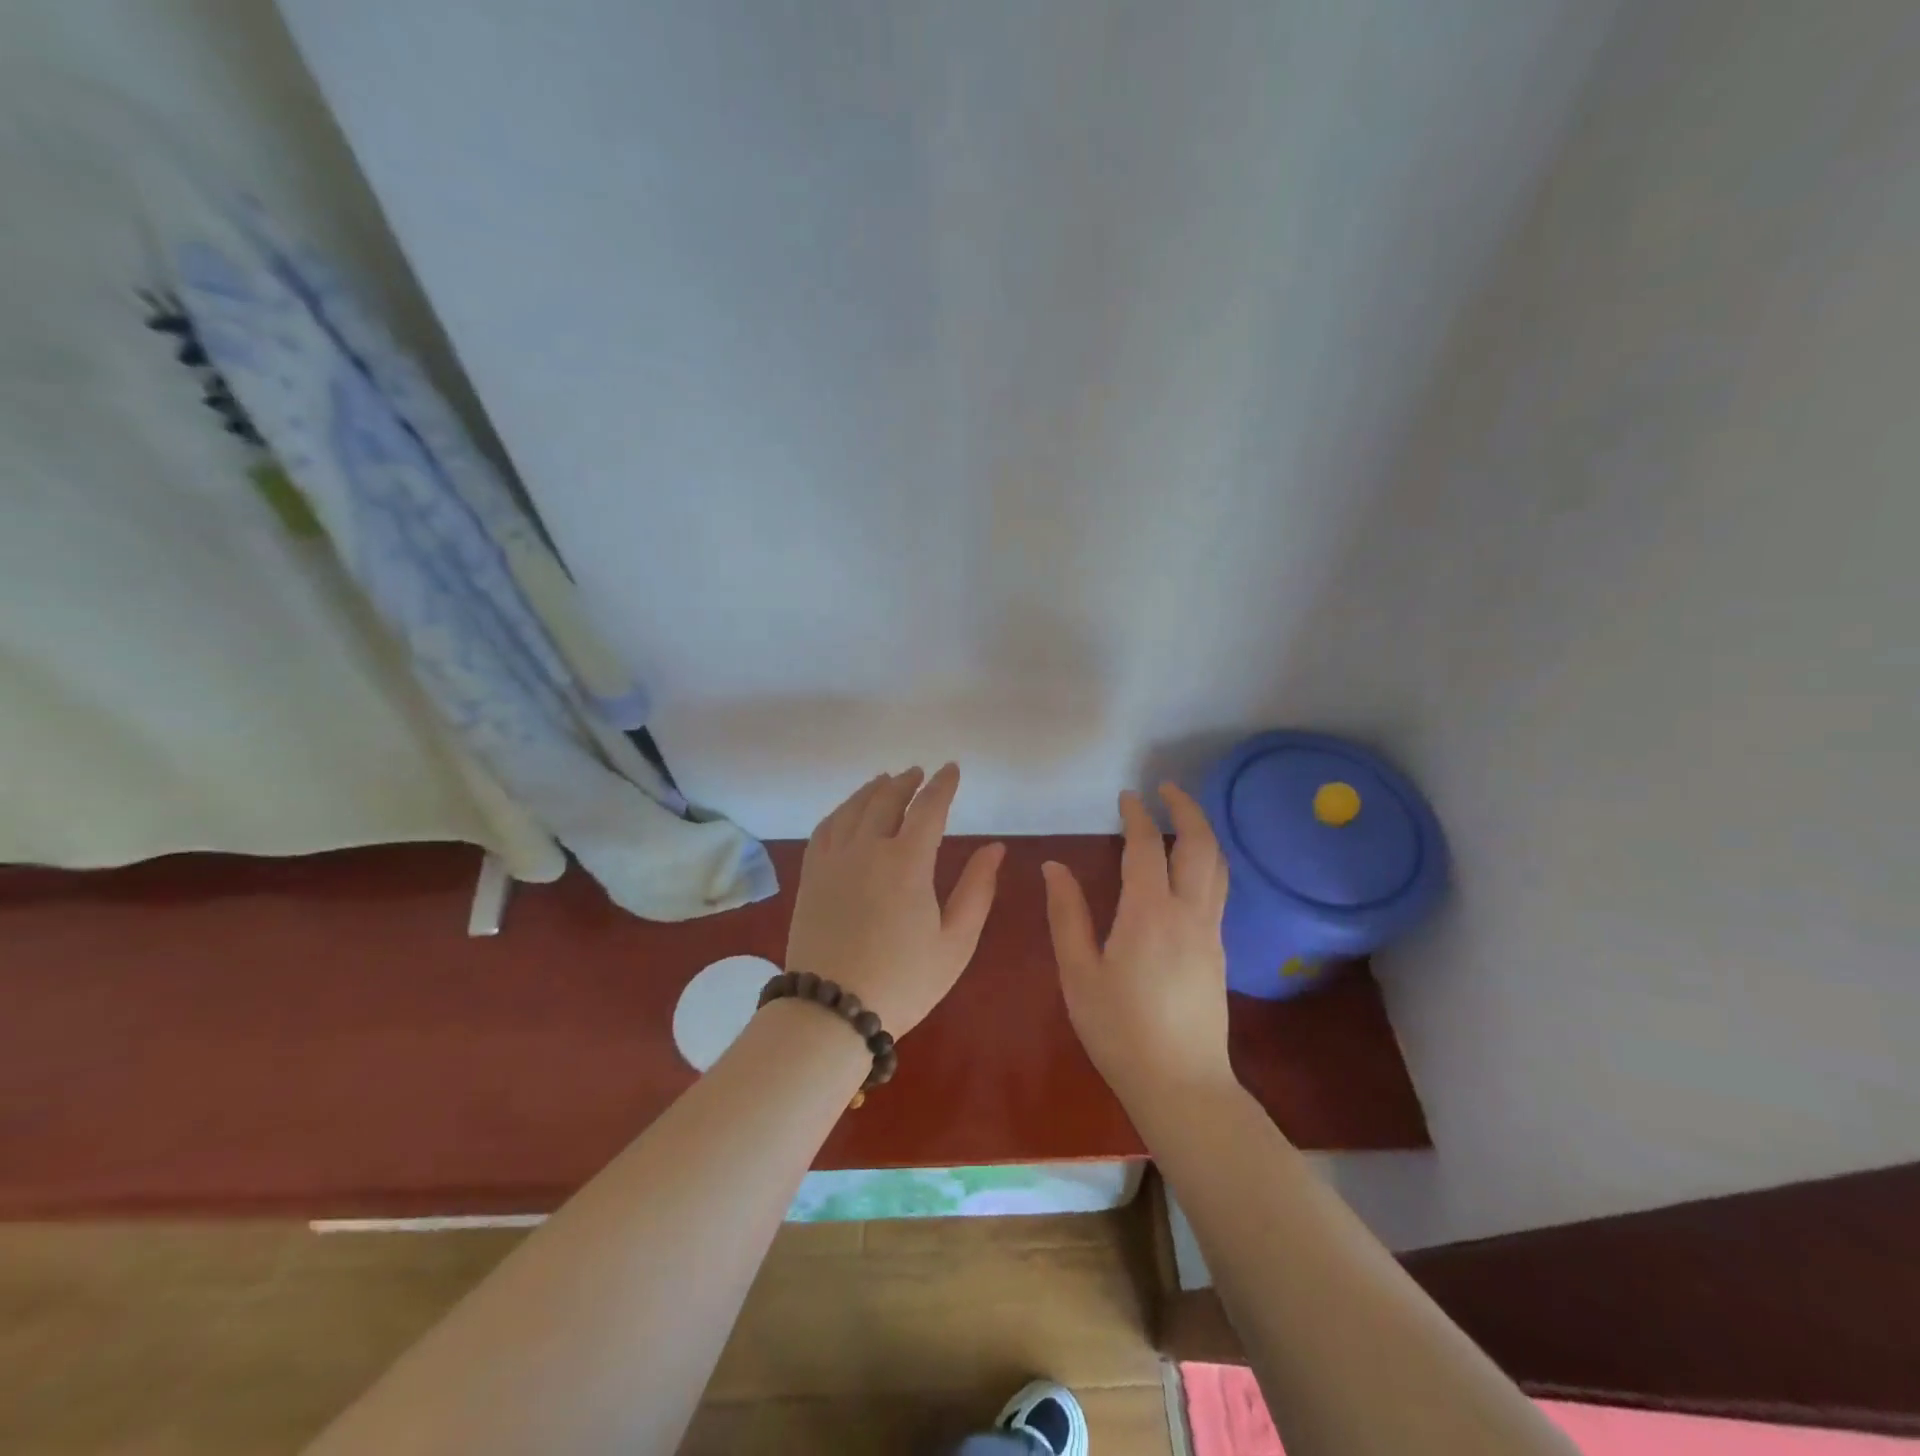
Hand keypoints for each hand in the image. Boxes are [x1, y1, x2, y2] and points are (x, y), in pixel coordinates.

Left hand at [784, 764, 1005, 1036]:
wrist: (831, 1011)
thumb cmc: (904, 980)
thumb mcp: (955, 941)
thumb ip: (977, 889)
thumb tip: (994, 847)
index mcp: (907, 861)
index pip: (928, 808)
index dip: (943, 785)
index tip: (952, 769)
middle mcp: (867, 848)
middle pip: (887, 799)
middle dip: (907, 782)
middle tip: (919, 773)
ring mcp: (833, 859)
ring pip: (853, 807)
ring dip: (873, 789)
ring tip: (885, 781)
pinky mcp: (811, 875)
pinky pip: (826, 828)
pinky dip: (841, 810)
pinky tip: (848, 811)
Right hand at [1043, 783, 1234, 1106]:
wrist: (1182, 1085)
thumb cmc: (1119, 1031)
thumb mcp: (1079, 974)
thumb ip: (1067, 916)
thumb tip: (1054, 867)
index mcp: (1149, 913)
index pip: (1145, 848)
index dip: (1136, 816)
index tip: (1126, 796)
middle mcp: (1188, 913)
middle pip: (1199, 846)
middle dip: (1186, 809)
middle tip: (1167, 788)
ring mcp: (1210, 932)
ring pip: (1217, 866)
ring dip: (1202, 832)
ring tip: (1182, 816)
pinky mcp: (1219, 951)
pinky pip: (1218, 890)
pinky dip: (1206, 862)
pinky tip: (1189, 868)